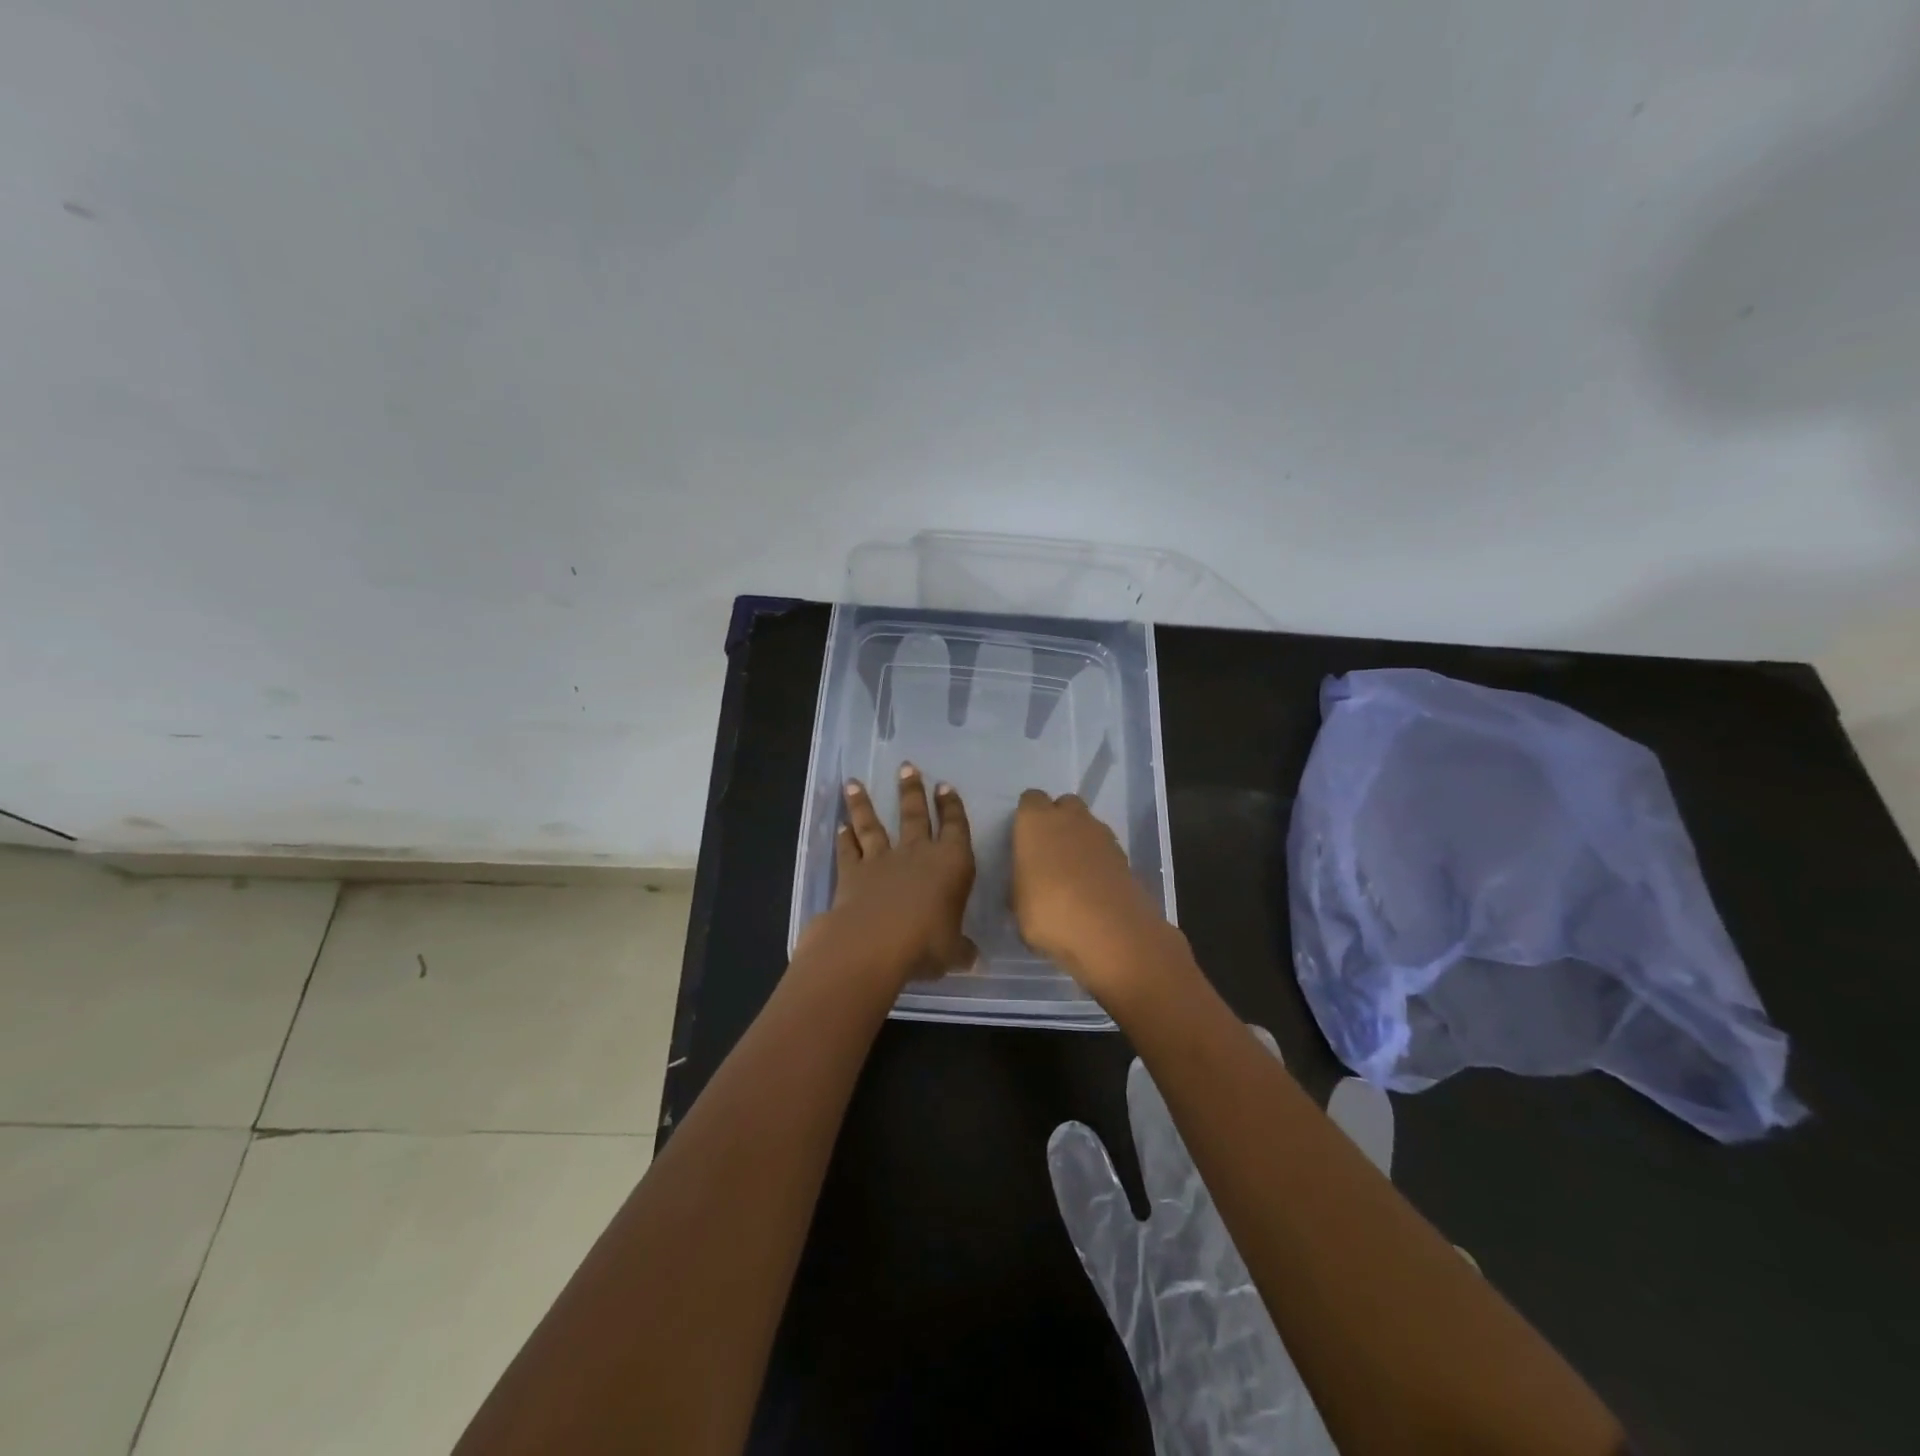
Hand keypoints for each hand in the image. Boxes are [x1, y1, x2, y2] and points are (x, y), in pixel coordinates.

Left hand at [801, 763, 975, 987]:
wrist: (873, 943)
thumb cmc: (925, 944)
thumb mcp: (953, 953)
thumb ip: (962, 951)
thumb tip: (975, 961)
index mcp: (951, 864)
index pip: (955, 827)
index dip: (951, 807)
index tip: (946, 787)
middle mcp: (917, 853)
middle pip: (914, 814)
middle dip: (912, 790)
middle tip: (906, 767)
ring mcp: (881, 860)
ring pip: (873, 825)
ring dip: (864, 804)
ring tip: (854, 782)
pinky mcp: (852, 873)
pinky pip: (848, 850)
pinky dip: (844, 838)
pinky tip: (840, 827)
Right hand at [1011, 789, 1171, 994]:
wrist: (1111, 932)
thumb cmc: (1050, 913)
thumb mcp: (1017, 906)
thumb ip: (1020, 885)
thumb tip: (1026, 884)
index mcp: (1036, 821)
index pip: (1029, 800)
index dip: (1026, 819)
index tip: (1023, 842)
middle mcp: (1070, 817)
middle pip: (1064, 805)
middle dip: (1057, 822)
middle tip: (1048, 854)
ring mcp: (1102, 835)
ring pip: (1088, 826)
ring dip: (1080, 842)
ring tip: (1072, 876)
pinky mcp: (1125, 856)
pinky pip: (1105, 850)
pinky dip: (1098, 862)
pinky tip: (1093, 889)